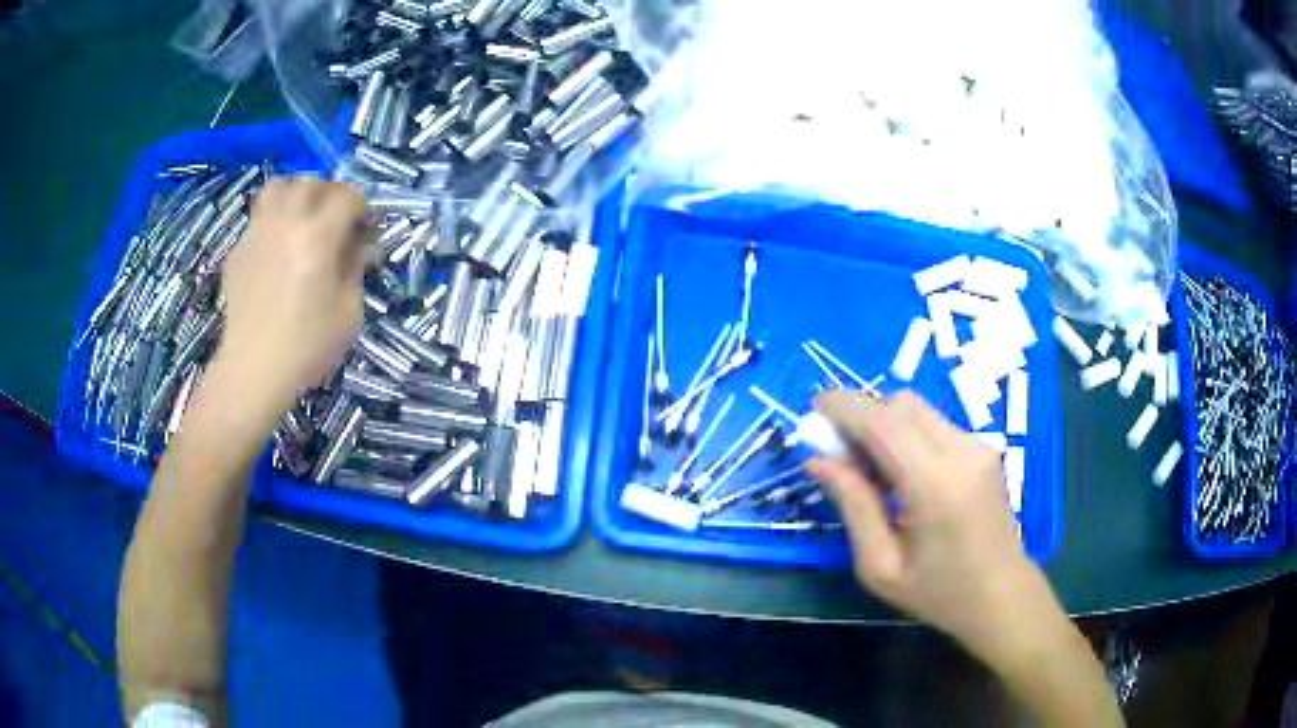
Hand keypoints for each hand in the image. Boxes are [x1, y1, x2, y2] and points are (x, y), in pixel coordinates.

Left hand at [216, 177, 365, 418]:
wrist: (252, 372)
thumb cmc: (307, 347)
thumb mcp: (349, 312)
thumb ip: (355, 268)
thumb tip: (357, 244)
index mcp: (318, 236)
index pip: (347, 196)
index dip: (362, 207)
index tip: (366, 228)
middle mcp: (286, 222)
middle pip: (312, 182)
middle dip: (330, 195)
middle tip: (335, 221)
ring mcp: (257, 233)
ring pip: (278, 187)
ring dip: (296, 195)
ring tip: (301, 220)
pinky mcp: (238, 250)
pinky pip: (258, 218)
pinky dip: (273, 222)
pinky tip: (276, 253)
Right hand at [809, 390, 1052, 662]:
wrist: (1003, 597)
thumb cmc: (939, 594)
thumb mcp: (881, 566)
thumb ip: (853, 506)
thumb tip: (818, 461)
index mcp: (935, 485)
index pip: (883, 423)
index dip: (844, 407)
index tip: (813, 408)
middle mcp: (962, 452)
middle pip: (901, 404)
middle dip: (863, 413)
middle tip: (837, 448)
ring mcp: (978, 446)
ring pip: (919, 409)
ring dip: (885, 422)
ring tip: (867, 465)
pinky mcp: (985, 449)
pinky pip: (935, 424)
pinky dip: (907, 433)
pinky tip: (899, 471)